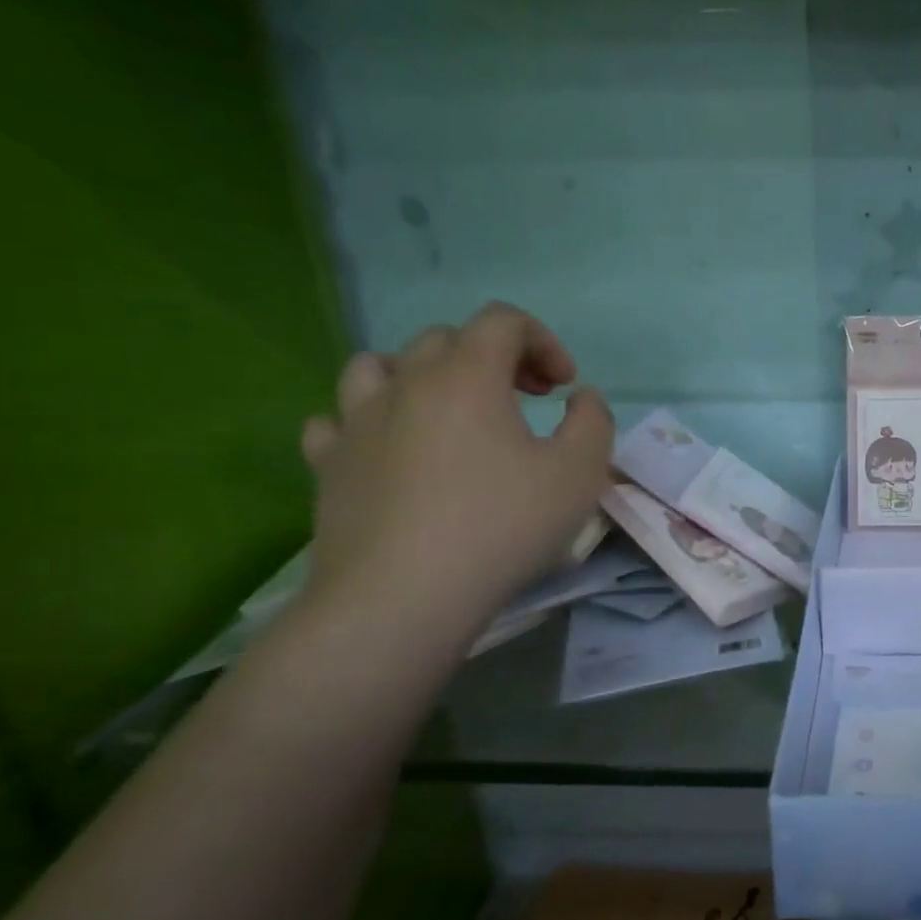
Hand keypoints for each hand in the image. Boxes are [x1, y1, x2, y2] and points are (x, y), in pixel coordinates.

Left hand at [299, 302, 613, 636]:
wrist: (403, 598)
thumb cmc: (502, 526)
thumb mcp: (580, 473)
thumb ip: (593, 421)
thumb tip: (580, 397)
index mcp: (466, 376)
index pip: (502, 321)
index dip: (543, 341)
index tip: (563, 388)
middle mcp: (405, 384)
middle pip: (446, 339)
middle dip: (495, 358)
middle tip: (525, 400)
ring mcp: (355, 423)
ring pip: (379, 366)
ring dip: (422, 376)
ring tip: (448, 413)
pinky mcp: (327, 466)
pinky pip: (338, 421)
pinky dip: (370, 422)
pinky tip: (391, 449)